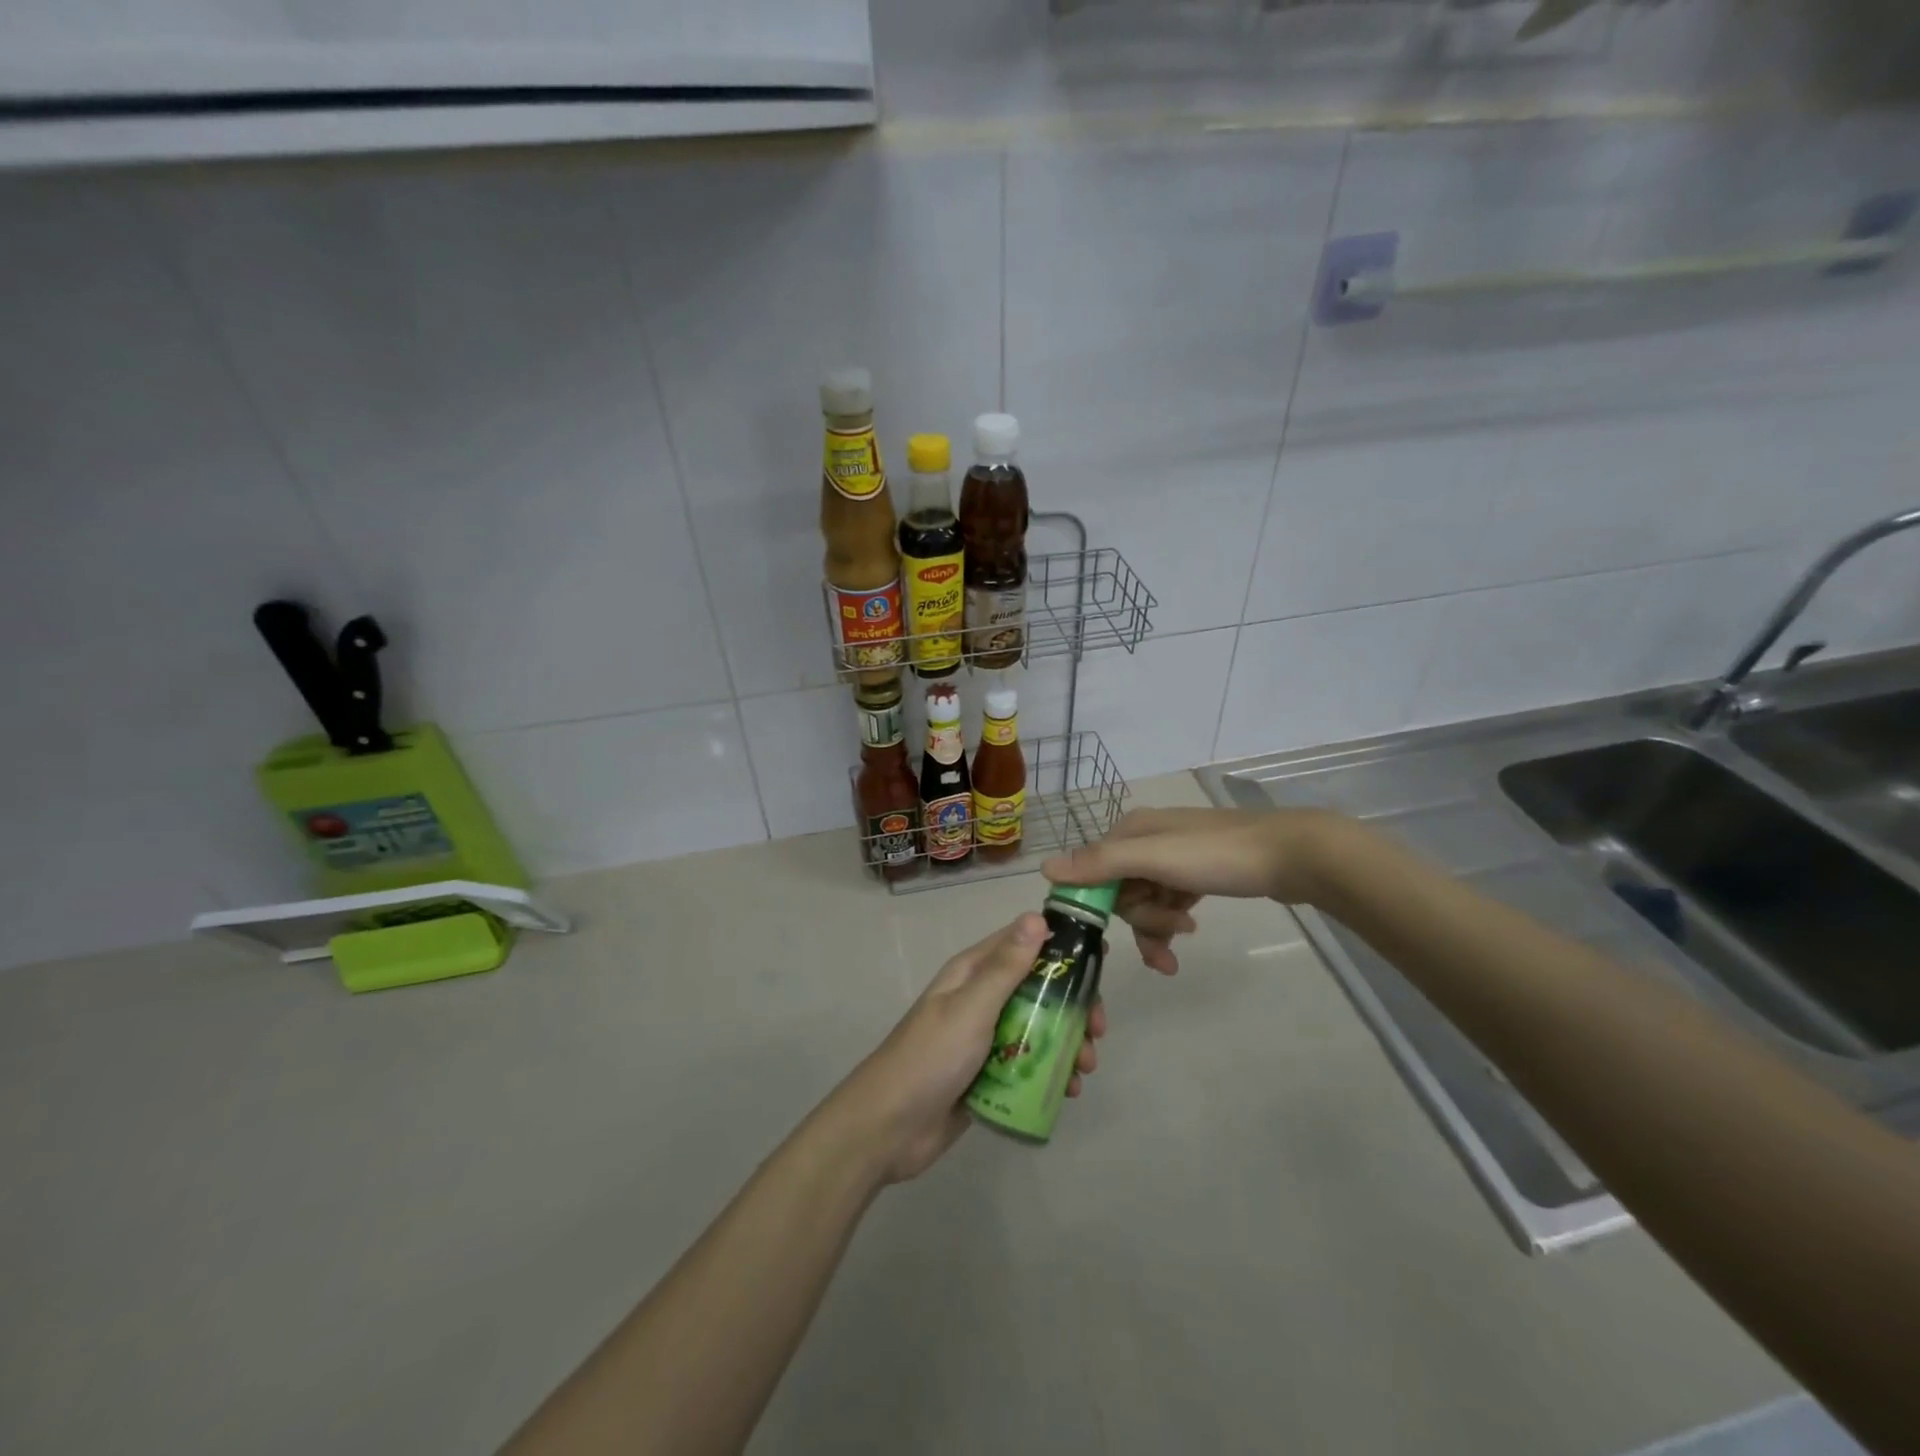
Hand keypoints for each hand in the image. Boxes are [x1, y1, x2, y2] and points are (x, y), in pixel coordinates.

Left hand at [823, 914, 1107, 1185]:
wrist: (888, 1128)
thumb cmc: (931, 1057)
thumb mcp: (972, 1007)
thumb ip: (1005, 967)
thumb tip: (1036, 916)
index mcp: (973, 972)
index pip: (1024, 943)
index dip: (1062, 948)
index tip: (1099, 962)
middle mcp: (981, 999)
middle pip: (1038, 989)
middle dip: (1072, 1006)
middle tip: (1098, 1031)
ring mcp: (985, 1039)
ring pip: (1038, 1029)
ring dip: (1067, 1043)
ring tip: (1085, 1070)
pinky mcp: (988, 1075)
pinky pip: (1028, 1065)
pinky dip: (1051, 1073)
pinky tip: (1069, 1092)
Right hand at [1042, 807, 1333, 975]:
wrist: (1292, 854)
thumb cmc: (1219, 855)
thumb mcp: (1156, 858)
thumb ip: (1101, 864)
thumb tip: (1044, 869)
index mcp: (1130, 831)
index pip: (1092, 873)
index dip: (1098, 906)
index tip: (1111, 935)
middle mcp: (1146, 840)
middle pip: (1120, 891)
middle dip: (1141, 918)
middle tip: (1173, 930)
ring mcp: (1172, 857)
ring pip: (1144, 901)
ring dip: (1159, 924)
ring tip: (1185, 938)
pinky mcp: (1196, 873)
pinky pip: (1168, 902)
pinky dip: (1173, 919)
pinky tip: (1191, 927)